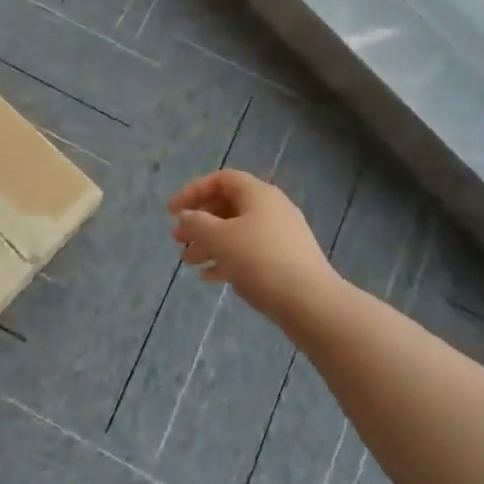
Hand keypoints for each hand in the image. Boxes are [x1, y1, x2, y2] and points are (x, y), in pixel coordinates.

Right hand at [169, 169, 340, 329]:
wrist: (311, 303)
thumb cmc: (261, 261)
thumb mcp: (221, 239)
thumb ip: (197, 223)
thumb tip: (186, 215)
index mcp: (258, 194)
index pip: (221, 180)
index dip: (193, 191)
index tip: (172, 212)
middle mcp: (271, 208)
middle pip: (228, 206)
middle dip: (200, 221)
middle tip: (177, 239)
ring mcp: (282, 235)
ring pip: (238, 232)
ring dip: (210, 243)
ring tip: (189, 262)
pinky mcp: (286, 261)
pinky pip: (250, 252)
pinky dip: (228, 259)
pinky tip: (211, 277)